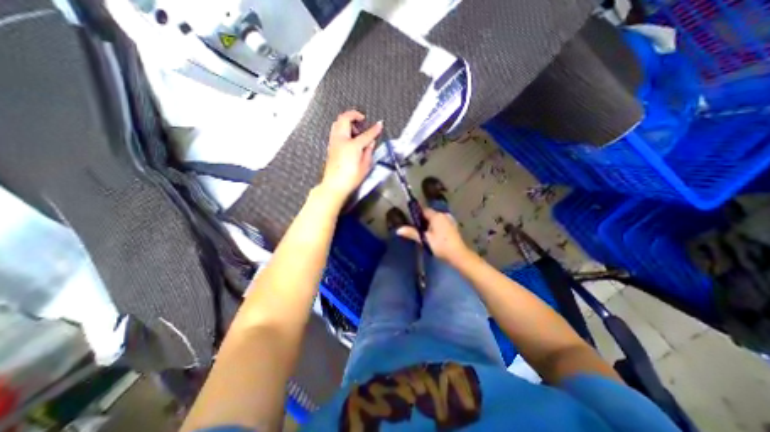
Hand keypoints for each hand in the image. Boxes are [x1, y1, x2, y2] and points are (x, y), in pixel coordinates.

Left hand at [319, 110, 381, 199]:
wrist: (334, 185)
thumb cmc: (351, 178)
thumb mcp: (365, 166)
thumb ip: (368, 152)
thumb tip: (370, 143)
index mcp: (352, 145)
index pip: (366, 134)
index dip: (375, 129)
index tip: (380, 124)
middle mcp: (341, 140)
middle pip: (345, 118)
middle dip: (354, 115)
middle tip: (362, 120)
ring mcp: (334, 142)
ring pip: (337, 122)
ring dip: (347, 121)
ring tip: (355, 130)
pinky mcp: (330, 146)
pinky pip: (335, 130)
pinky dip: (342, 128)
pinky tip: (349, 137)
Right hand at [397, 206, 475, 262]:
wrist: (458, 255)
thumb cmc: (441, 246)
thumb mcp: (425, 240)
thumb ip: (412, 233)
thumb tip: (398, 230)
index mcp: (437, 216)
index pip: (424, 211)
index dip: (417, 216)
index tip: (412, 223)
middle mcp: (444, 215)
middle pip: (430, 215)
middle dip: (424, 221)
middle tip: (419, 232)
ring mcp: (450, 220)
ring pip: (436, 219)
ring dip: (430, 225)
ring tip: (426, 235)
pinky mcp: (453, 227)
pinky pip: (442, 223)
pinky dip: (437, 227)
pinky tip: (435, 237)